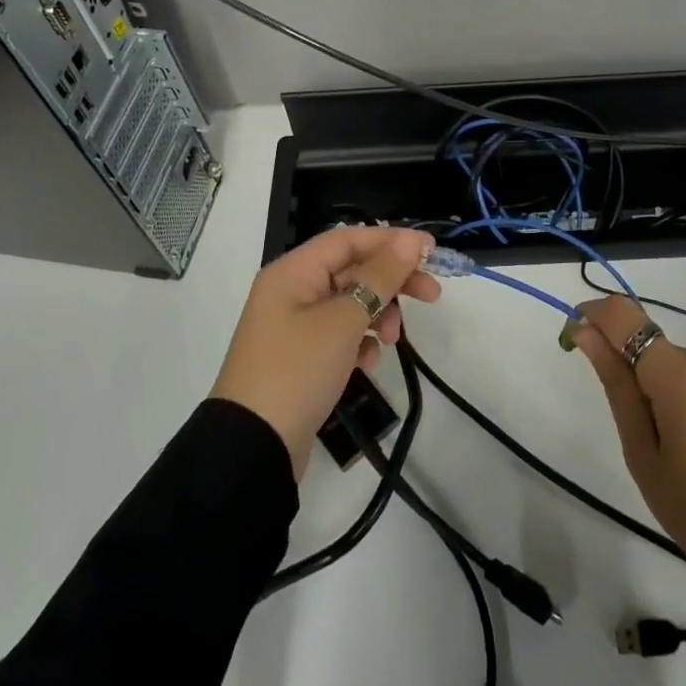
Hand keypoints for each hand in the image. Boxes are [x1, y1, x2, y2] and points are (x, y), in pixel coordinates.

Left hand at [212, 226, 440, 479]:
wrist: (253, 446)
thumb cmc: (297, 371)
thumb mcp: (343, 320)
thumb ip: (380, 277)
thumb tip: (410, 240)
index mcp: (293, 272)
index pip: (348, 239)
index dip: (391, 241)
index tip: (431, 251)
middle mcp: (291, 291)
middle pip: (352, 270)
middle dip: (391, 282)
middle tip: (432, 296)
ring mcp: (294, 326)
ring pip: (349, 303)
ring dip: (376, 315)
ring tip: (390, 340)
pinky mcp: (301, 357)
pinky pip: (339, 335)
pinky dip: (359, 342)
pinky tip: (366, 364)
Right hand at [572, 295, 685, 595]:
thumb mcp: (640, 449)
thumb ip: (614, 382)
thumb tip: (584, 331)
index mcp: (677, 373)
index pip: (624, 315)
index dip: (591, 315)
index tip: (570, 339)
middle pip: (643, 336)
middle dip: (616, 358)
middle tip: (614, 417)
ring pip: (662, 356)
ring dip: (641, 378)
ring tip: (649, 440)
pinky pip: (683, 373)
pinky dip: (663, 389)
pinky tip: (672, 437)